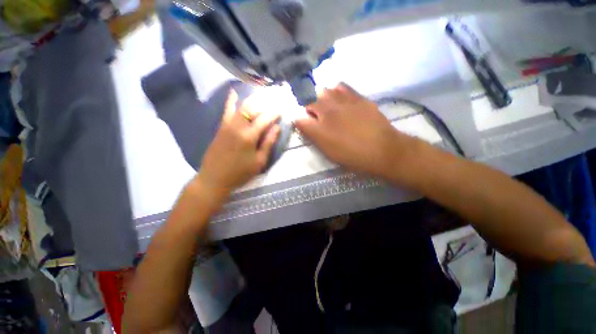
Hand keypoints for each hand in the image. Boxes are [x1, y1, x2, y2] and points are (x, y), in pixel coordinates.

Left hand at [198, 89, 280, 195]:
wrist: (214, 178)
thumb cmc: (240, 173)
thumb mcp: (259, 162)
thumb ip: (268, 143)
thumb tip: (277, 128)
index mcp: (249, 136)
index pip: (264, 119)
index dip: (274, 114)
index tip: (281, 110)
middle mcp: (238, 126)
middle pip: (253, 109)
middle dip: (264, 104)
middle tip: (273, 103)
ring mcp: (227, 125)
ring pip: (241, 107)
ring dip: (252, 101)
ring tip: (261, 96)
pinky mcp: (221, 127)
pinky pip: (227, 111)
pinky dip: (231, 101)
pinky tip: (233, 92)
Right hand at [295, 84, 414, 178]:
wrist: (381, 149)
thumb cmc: (351, 155)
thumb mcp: (328, 151)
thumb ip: (313, 136)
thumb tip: (302, 123)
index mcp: (320, 127)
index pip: (300, 118)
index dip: (299, 120)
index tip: (303, 124)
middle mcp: (328, 111)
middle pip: (310, 100)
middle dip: (309, 107)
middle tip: (316, 116)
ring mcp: (344, 101)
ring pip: (325, 90)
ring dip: (322, 97)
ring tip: (328, 106)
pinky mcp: (358, 97)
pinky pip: (342, 87)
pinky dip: (337, 91)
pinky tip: (341, 100)